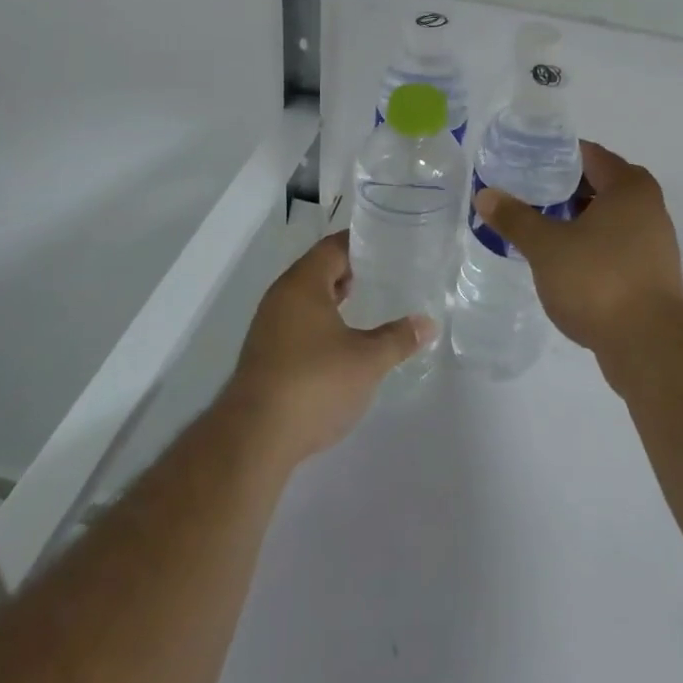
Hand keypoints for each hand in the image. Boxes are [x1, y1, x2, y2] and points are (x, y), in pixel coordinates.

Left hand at [226, 232, 435, 466]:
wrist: (254, 439)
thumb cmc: (314, 383)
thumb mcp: (367, 361)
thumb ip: (398, 338)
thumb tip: (428, 323)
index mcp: (303, 283)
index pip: (333, 247)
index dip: (360, 243)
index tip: (387, 246)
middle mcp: (281, 296)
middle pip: (317, 269)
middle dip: (348, 271)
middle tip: (383, 276)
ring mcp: (267, 326)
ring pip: (305, 298)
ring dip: (332, 299)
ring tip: (365, 307)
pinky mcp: (262, 355)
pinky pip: (296, 323)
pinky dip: (319, 323)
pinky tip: (339, 344)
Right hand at [472, 141, 682, 370]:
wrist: (651, 346)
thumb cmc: (599, 281)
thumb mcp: (546, 247)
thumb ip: (515, 218)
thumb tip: (485, 195)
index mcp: (628, 186)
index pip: (587, 154)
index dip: (553, 155)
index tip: (522, 162)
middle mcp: (648, 206)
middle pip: (598, 184)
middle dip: (561, 189)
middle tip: (523, 194)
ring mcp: (654, 241)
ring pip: (606, 217)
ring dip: (575, 219)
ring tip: (536, 225)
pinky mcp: (651, 274)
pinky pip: (613, 245)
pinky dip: (589, 245)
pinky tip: (561, 260)